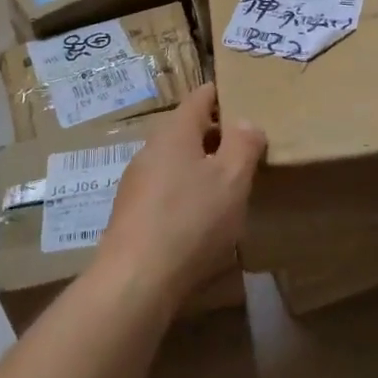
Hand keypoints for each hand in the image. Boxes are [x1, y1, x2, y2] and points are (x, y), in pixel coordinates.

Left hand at [93, 85, 264, 312]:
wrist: (135, 281)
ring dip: (201, 168)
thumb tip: (246, 121)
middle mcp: (150, 149)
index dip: (222, 95)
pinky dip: (186, 195)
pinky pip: (165, 191)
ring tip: (228, 188)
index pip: (200, 97)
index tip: (244, 101)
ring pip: (175, 162)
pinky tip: (201, 221)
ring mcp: (136, 183)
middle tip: (246, 151)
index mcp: (175, 132)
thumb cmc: (191, 220)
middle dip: (216, 136)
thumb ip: (244, 144)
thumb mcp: (232, 179)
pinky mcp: (131, 214)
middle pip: (187, 130)